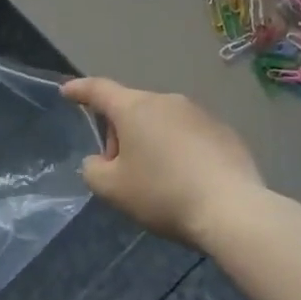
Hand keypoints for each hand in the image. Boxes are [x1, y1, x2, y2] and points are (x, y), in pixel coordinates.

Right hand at [61, 78, 271, 248]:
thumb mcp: (114, 190)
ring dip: (151, 142)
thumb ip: (93, 170)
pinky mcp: (224, 131)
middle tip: (120, 171)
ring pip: (162, 122)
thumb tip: (99, 161)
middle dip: (120, 134)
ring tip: (158, 180)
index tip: (67, 91)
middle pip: (132, 110)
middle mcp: (167, 100)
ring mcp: (199, 113)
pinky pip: (190, 135)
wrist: (233, 209)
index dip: (80, 90)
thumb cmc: (164, 194)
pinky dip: (180, 151)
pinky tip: (188, 182)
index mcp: (135, 108)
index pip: (99, 90)